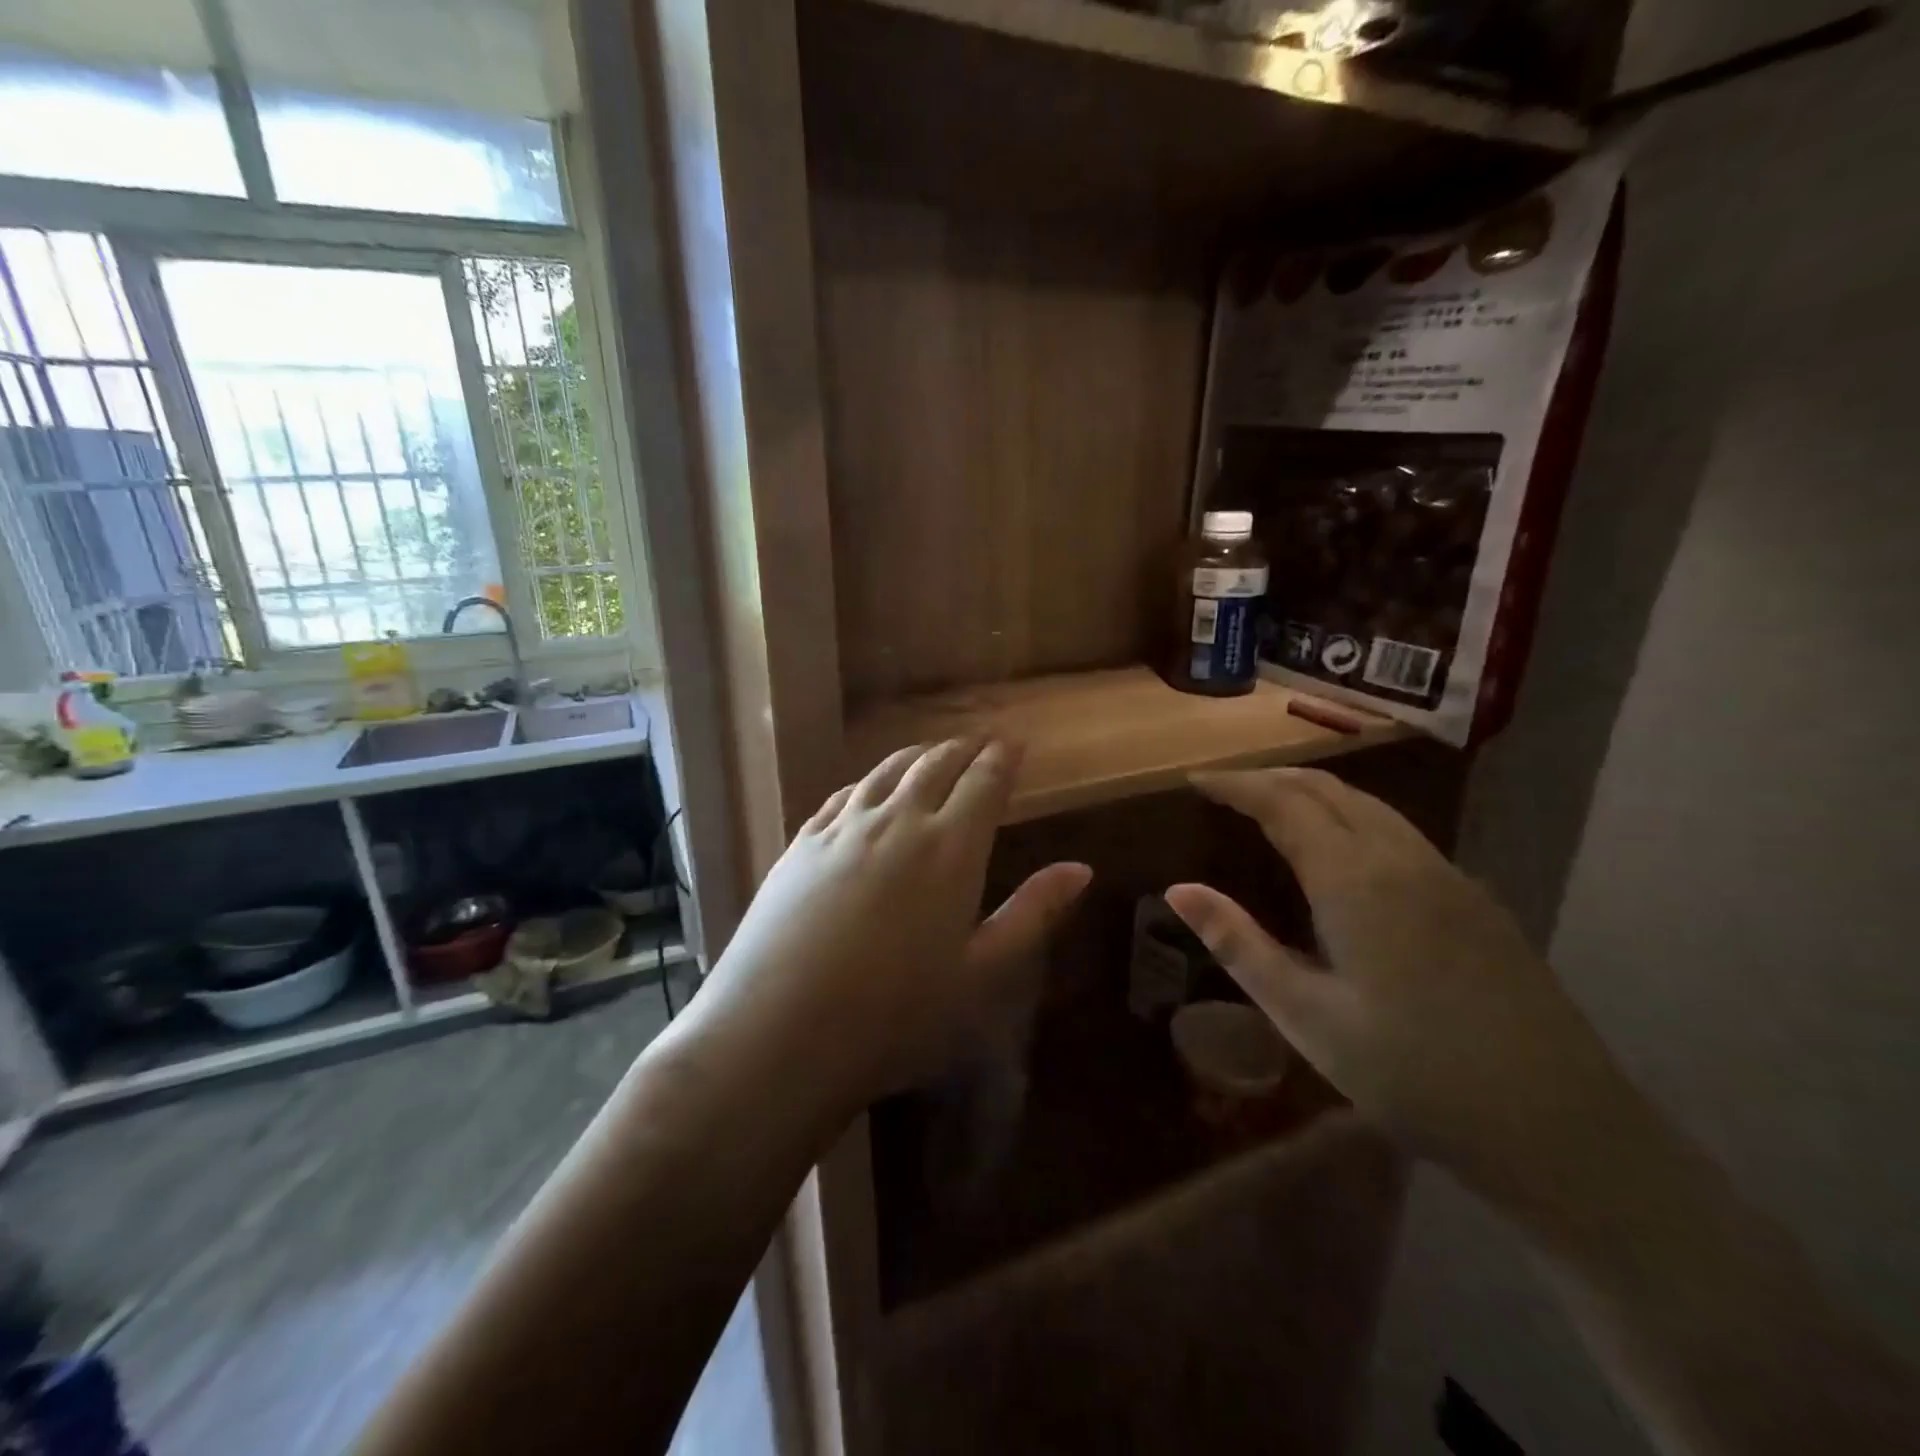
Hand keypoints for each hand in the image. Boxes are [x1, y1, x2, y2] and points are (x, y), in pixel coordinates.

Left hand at [696, 739, 1089, 1109]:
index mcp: (950, 848)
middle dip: (963, 748)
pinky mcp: (802, 843)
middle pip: (935, 765)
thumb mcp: (981, 973)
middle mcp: (898, 821)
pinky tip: (869, 788)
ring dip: (917, 755)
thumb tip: (1081, 868)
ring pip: (887, 771)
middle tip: (979, 743)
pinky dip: (869, 781)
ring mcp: (843, 828)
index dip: (1002, 757)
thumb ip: (1032, 913)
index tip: (1014, 742)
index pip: (984, 782)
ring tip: (931, 753)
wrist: (779, 1031)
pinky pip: (843, 794)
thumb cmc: (896, 1014)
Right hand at [1164, 768, 1633, 1206]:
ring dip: (1314, 793)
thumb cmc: (1412, 1074)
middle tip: (1226, 787)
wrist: (1560, 1128)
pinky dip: (1353, 816)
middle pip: (1329, 791)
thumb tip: (1178, 890)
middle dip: (1272, 778)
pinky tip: (1343, 849)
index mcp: (1355, 880)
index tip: (1196, 779)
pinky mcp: (1474, 899)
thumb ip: (1238, 944)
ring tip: (1274, 805)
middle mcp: (1402, 859)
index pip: (1283, 803)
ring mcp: (1447, 875)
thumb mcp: (1306, 1015)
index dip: (1236, 785)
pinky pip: (1399, 831)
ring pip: (1369, 806)